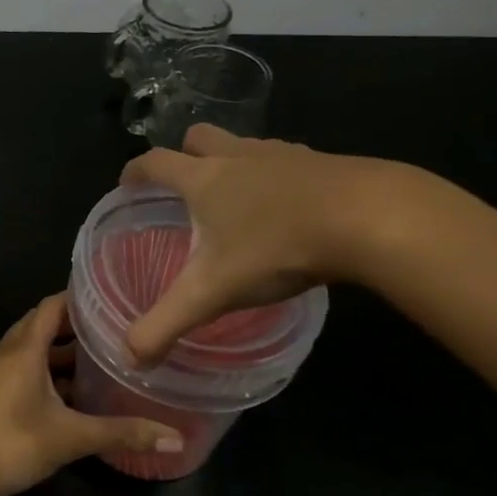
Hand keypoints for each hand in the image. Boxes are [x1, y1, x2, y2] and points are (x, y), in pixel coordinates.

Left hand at [0, 293, 183, 495]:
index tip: (110, 297)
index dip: (78, 298)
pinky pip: (20, 370)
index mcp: (23, 349)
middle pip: (41, 326)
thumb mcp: (70, 438)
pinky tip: (67, 396)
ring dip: (59, 353)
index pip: (52, 306)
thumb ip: (120, 433)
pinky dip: (44, 373)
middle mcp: (6, 352)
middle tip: (113, 330)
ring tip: (97, 361)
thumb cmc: (10, 444)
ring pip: (30, 351)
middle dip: (74, 326)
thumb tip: (176, 438)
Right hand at [121, 124, 405, 365]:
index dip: (135, 172)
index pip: (155, 163)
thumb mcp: (212, 292)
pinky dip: (275, 176)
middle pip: (199, 137)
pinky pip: (286, 160)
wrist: (369, 218)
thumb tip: (129, 358)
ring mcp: (284, 154)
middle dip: (184, 154)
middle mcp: (238, 156)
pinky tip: (287, 207)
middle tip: (183, 186)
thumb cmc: (277, 247)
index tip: (127, 184)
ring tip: (236, 198)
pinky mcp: (323, 162)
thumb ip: (166, 323)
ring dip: (232, 162)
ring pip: (245, 145)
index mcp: (204, 179)